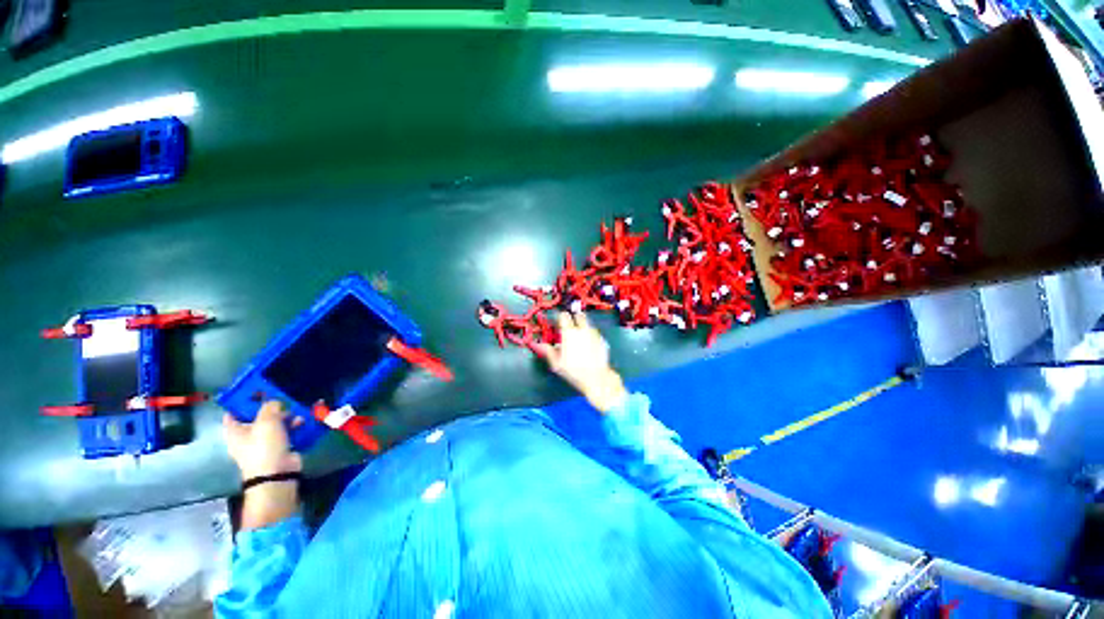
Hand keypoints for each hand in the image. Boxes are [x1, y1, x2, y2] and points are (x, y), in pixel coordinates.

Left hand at [223, 401, 302, 479]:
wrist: (277, 473)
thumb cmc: (264, 446)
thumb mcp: (266, 421)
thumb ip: (270, 407)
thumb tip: (275, 402)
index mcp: (235, 431)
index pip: (233, 413)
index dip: (243, 402)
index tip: (257, 391)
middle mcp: (246, 437)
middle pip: (257, 417)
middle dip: (272, 408)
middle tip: (283, 400)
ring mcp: (264, 443)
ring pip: (275, 424)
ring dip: (287, 417)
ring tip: (298, 412)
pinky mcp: (279, 448)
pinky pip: (287, 433)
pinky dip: (295, 427)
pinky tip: (304, 421)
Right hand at [534, 312, 628, 413]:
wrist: (596, 378)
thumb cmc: (574, 371)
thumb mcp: (557, 363)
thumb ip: (547, 351)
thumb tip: (537, 344)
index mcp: (569, 333)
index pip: (563, 316)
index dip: (560, 317)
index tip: (558, 323)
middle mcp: (582, 330)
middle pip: (578, 315)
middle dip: (574, 318)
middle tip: (570, 327)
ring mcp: (594, 334)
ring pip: (588, 323)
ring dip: (583, 326)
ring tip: (579, 336)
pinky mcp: (602, 339)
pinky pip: (595, 332)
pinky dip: (591, 334)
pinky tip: (589, 344)